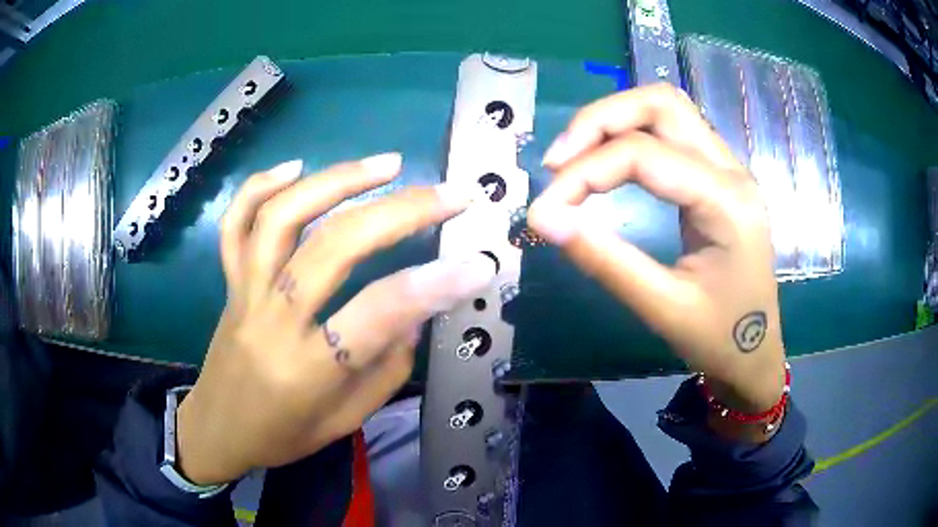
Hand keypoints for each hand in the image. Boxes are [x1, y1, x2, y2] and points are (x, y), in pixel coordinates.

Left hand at [176, 154, 495, 484]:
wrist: (218, 429)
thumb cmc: (283, 435)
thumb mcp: (345, 420)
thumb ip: (385, 367)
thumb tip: (413, 310)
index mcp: (307, 370)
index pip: (378, 314)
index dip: (434, 284)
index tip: (479, 261)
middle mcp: (272, 321)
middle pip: (333, 248)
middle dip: (401, 212)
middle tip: (449, 193)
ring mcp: (244, 293)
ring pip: (282, 219)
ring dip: (338, 180)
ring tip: (388, 163)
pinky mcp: (229, 280)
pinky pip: (236, 223)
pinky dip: (262, 186)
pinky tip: (295, 166)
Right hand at [529, 84, 785, 411]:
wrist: (755, 352)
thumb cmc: (719, 337)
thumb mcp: (662, 307)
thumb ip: (604, 260)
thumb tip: (544, 220)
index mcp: (727, 202)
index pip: (645, 155)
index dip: (585, 172)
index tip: (544, 208)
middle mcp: (731, 169)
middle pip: (660, 104)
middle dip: (599, 121)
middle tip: (557, 162)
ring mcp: (728, 167)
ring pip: (666, 108)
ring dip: (614, 120)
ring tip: (574, 157)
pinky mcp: (717, 175)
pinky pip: (671, 130)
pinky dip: (630, 133)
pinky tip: (606, 160)